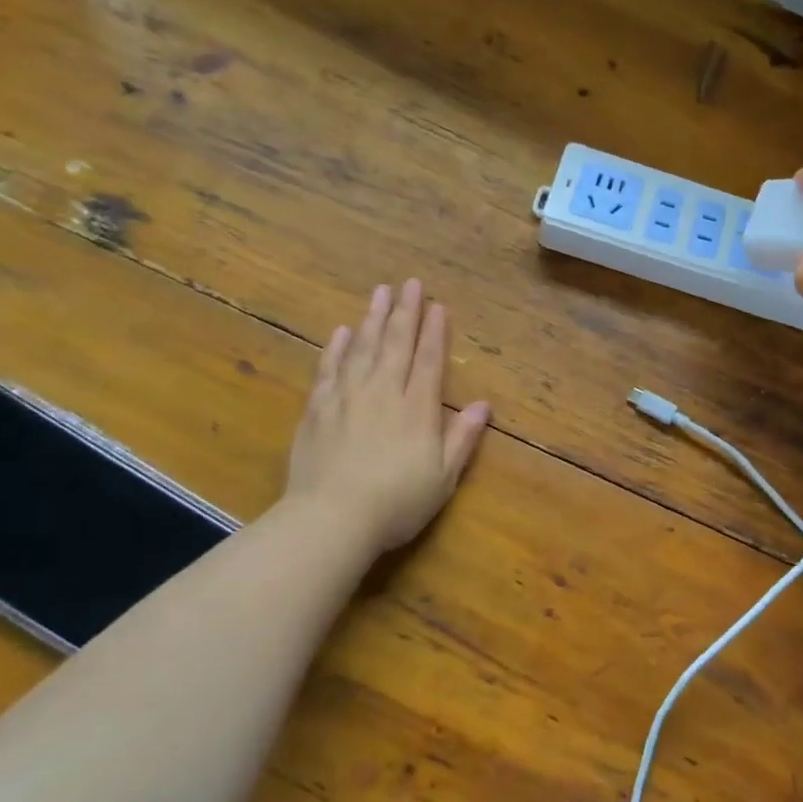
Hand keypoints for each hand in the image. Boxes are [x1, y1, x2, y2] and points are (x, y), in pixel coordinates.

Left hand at [286, 280, 491, 552]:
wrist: (331, 519)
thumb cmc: (396, 503)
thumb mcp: (443, 477)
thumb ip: (462, 438)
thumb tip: (484, 405)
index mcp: (417, 408)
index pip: (429, 360)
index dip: (435, 332)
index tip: (438, 306)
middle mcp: (384, 392)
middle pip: (396, 344)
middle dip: (405, 312)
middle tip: (409, 283)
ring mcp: (347, 398)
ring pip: (362, 348)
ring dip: (373, 318)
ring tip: (379, 292)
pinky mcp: (318, 410)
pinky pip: (328, 369)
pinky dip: (336, 348)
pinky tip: (342, 331)